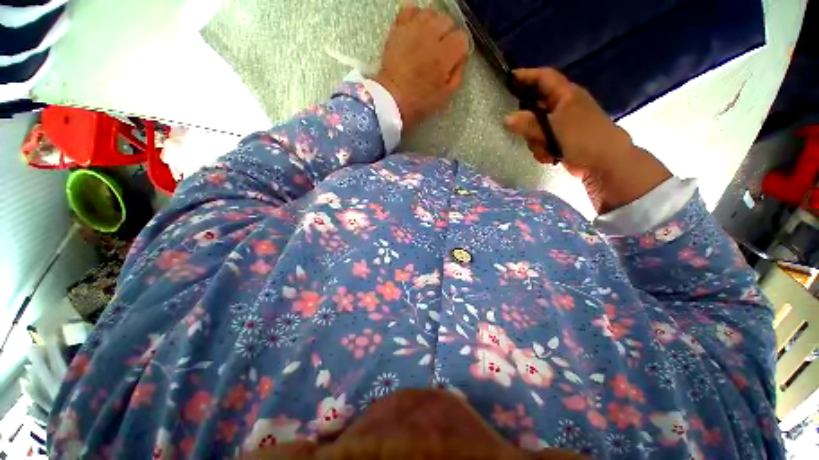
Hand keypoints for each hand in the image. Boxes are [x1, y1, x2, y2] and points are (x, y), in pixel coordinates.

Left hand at [374, 6, 469, 132]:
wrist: (391, 99)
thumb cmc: (419, 101)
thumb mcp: (445, 95)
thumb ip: (457, 73)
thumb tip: (461, 57)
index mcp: (443, 56)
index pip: (462, 38)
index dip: (460, 49)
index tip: (454, 58)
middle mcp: (430, 37)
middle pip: (448, 21)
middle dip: (448, 35)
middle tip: (441, 50)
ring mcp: (413, 30)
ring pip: (431, 13)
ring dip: (433, 25)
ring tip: (428, 40)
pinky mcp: (398, 28)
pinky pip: (410, 10)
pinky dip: (416, 17)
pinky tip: (416, 30)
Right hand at [504, 68, 671, 212]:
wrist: (605, 163)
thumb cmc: (582, 139)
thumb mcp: (553, 129)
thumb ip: (528, 124)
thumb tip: (506, 118)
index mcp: (565, 94)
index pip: (543, 77)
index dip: (525, 75)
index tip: (507, 79)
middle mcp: (563, 105)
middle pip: (534, 106)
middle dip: (527, 122)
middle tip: (522, 132)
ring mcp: (562, 123)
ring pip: (536, 127)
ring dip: (536, 140)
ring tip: (544, 149)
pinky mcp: (561, 138)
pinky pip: (542, 140)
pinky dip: (542, 149)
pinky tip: (549, 156)